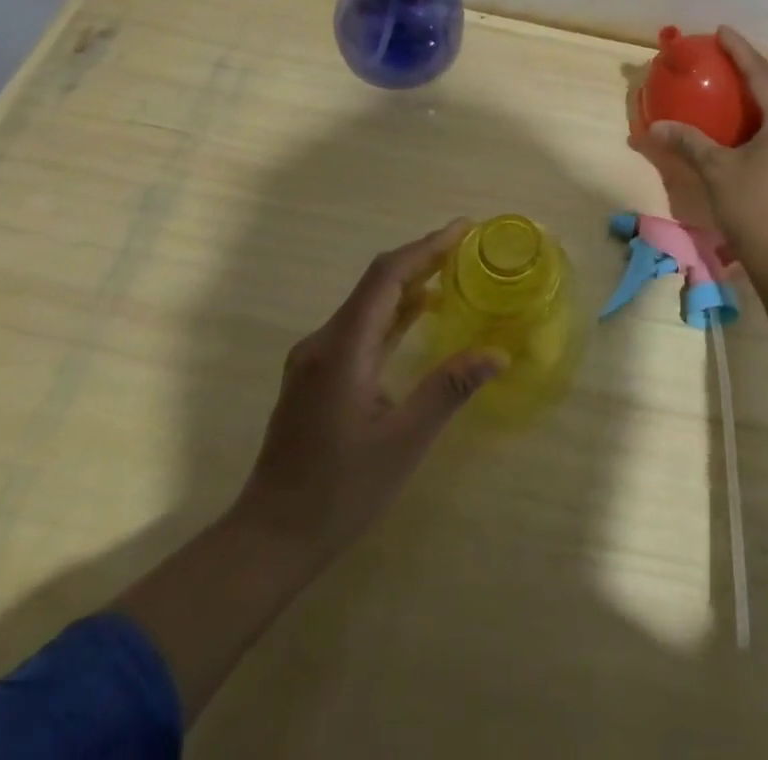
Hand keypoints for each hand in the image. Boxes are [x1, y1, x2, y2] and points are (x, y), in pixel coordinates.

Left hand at [230, 219, 505, 576]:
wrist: (270, 538)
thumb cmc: (340, 491)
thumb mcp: (403, 442)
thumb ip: (448, 389)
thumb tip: (497, 353)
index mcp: (342, 349)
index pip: (386, 277)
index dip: (426, 248)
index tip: (463, 229)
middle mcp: (324, 342)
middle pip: (376, 283)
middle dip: (421, 259)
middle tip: (466, 246)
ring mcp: (315, 357)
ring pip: (367, 303)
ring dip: (408, 284)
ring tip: (452, 273)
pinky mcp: (316, 374)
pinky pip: (360, 326)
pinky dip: (393, 312)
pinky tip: (418, 316)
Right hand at [649, 27, 767, 279]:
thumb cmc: (754, 206)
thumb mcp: (716, 170)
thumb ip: (688, 142)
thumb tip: (655, 126)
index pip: (761, 73)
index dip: (739, 50)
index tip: (722, 30)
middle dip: (763, 74)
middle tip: (734, 70)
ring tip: (745, 98)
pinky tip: (758, 131)